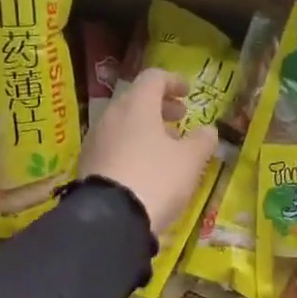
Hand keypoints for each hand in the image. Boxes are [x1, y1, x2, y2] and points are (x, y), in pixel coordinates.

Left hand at [78, 68, 217, 236]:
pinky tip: (143, 168)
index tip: (188, 93)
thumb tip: (208, 131)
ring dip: (145, 129)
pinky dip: (131, 147)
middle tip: (180, 118)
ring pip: (123, 124)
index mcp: (136, 105)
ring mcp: (95, 140)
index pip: (153, 78)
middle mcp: (111, 116)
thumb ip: (202, 141)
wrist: (110, 219)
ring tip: (165, 148)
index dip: (173, 81)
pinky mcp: (87, 164)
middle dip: (160, 107)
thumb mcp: (190, 161)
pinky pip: (113, 145)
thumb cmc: (155, 179)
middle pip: (136, 100)